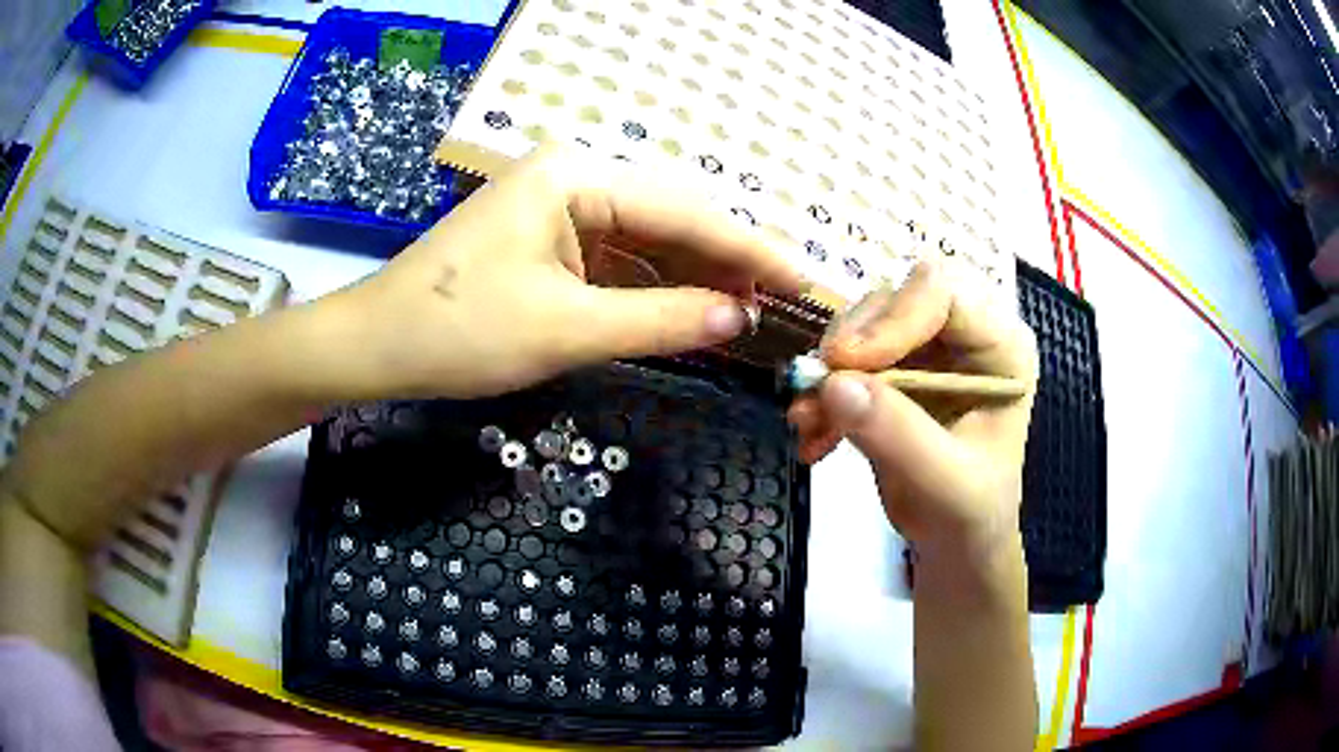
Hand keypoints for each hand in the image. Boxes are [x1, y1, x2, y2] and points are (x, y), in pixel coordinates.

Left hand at [325, 145, 801, 398]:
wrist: (376, 346)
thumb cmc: (458, 331)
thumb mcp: (564, 329)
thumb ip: (659, 320)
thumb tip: (738, 318)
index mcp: (576, 177)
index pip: (683, 211)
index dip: (748, 249)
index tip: (802, 278)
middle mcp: (574, 179)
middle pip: (669, 221)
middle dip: (724, 263)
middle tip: (782, 302)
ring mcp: (560, 210)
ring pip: (646, 244)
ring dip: (692, 280)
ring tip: (746, 314)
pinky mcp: (549, 242)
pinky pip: (617, 263)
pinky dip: (653, 291)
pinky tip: (689, 312)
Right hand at [787, 261, 1037, 559]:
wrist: (954, 538)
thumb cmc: (969, 512)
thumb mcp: (943, 482)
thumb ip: (896, 433)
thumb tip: (833, 383)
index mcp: (1002, 345)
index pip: (944, 291)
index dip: (892, 318)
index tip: (846, 364)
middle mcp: (967, 331)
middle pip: (897, 297)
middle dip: (852, 344)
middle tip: (819, 392)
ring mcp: (929, 345)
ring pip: (864, 323)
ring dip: (829, 373)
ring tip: (809, 424)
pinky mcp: (896, 364)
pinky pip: (847, 356)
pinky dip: (823, 393)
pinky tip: (813, 435)